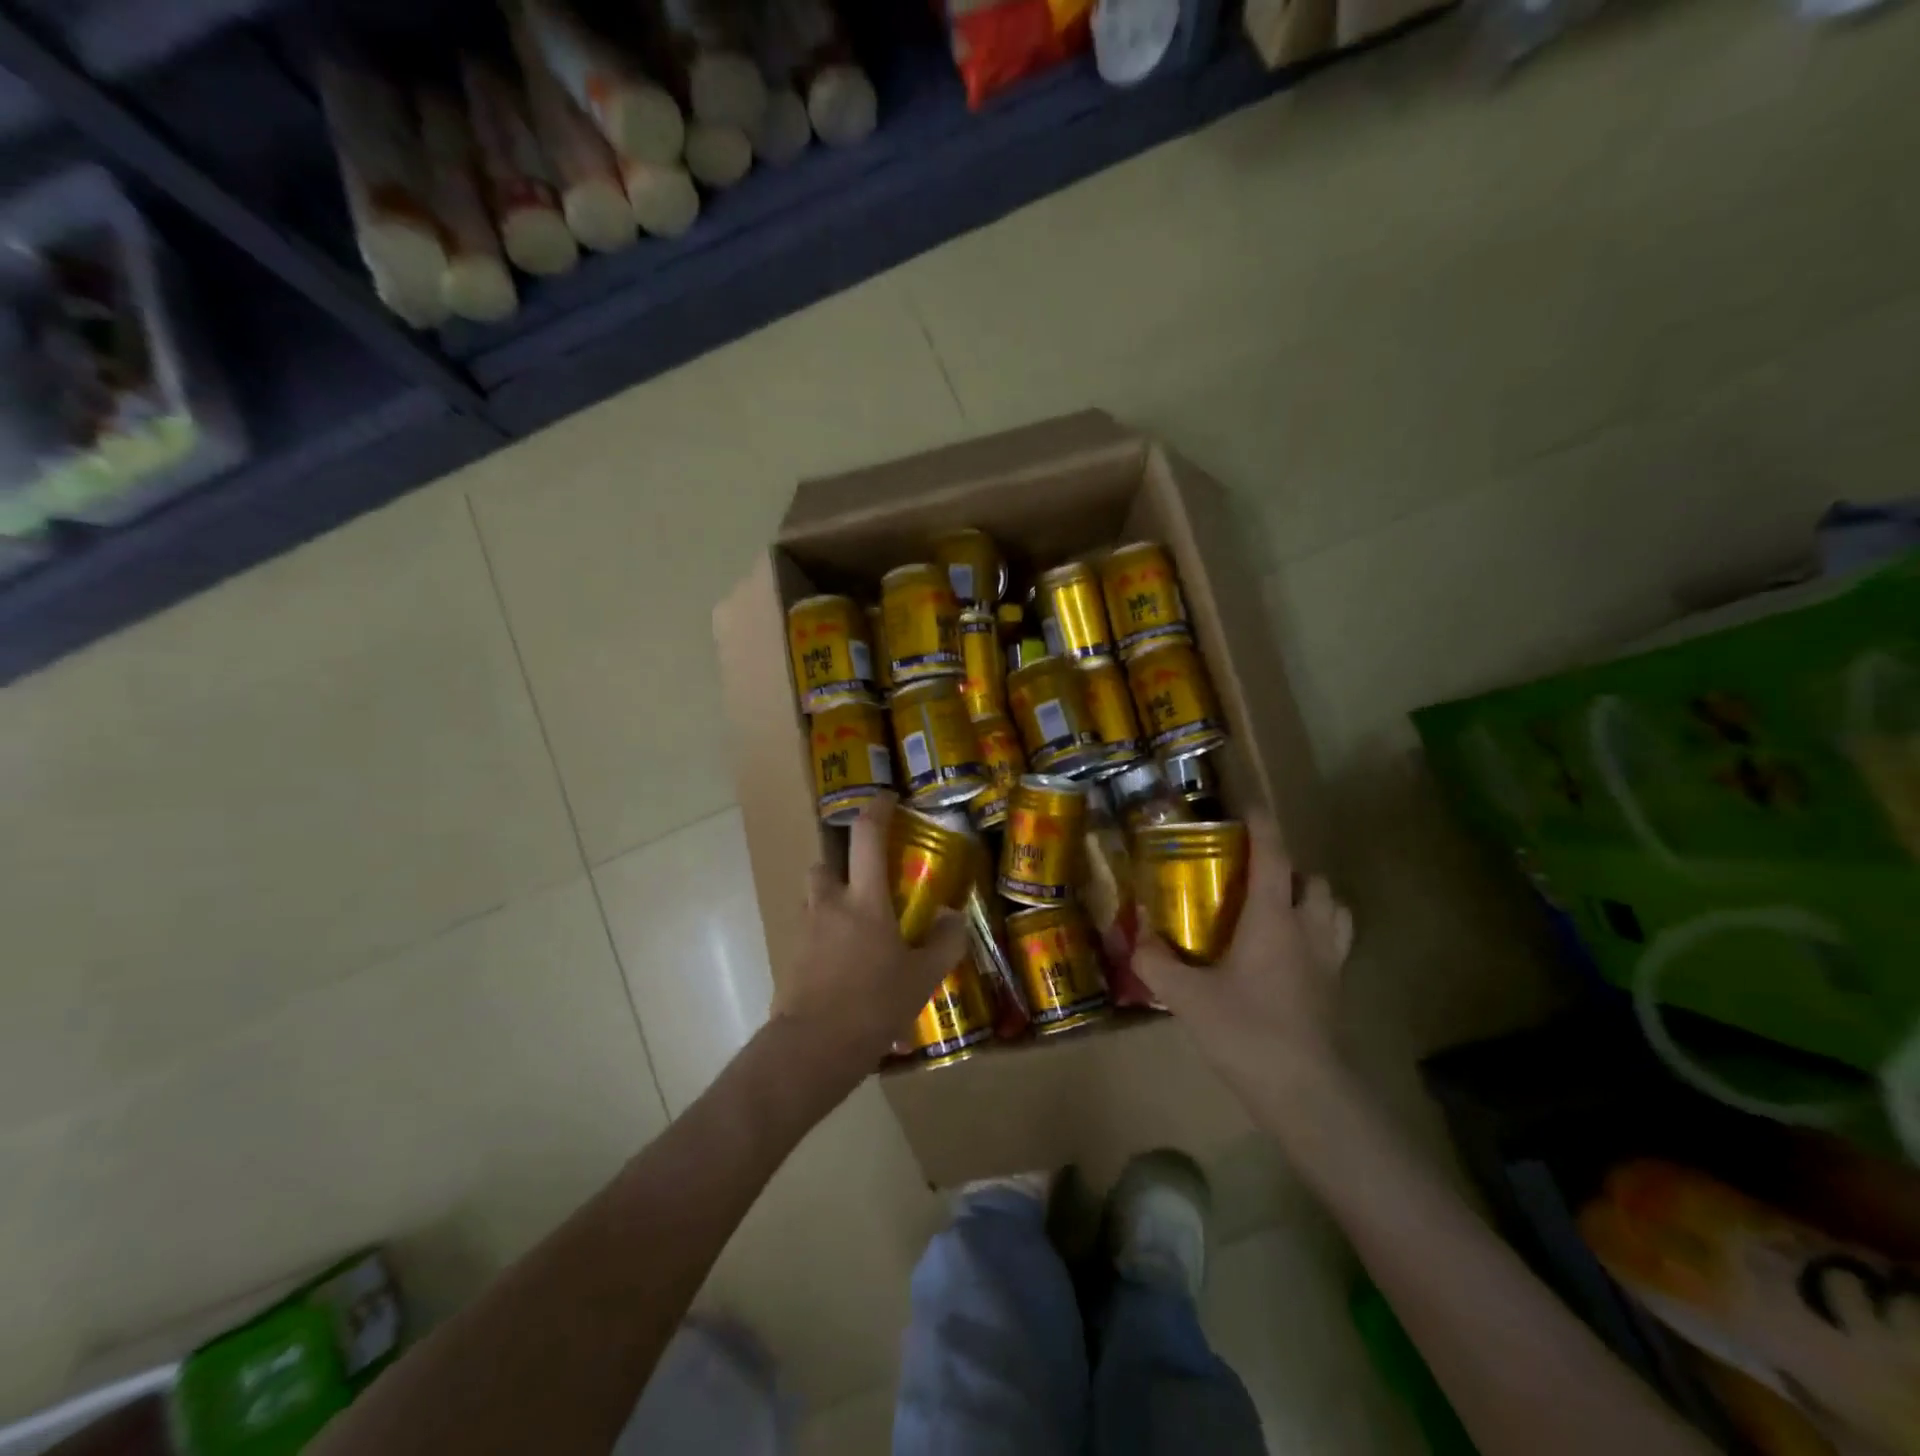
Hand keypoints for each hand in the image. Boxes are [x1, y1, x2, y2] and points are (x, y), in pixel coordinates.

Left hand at [773, 796, 971, 1076]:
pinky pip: (809, 932)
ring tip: (857, 927)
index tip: (886, 798)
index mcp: (863, 900)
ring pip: (814, 898)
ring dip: (831, 900)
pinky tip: (844, 963)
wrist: (813, 1048)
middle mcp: (829, 905)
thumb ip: (943, 943)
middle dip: (842, 864)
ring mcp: (805, 931)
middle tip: (866, 882)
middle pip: (825, 864)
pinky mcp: (791, 958)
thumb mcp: (921, 977)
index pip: (866, 837)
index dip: (876, 809)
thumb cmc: (872, 1005)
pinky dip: (824, 935)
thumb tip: (953, 917)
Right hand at [1134, 814, 1354, 1097]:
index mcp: (1274, 919)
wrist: (1305, 1094)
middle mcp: (1308, 930)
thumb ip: (1155, 962)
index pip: (1274, 856)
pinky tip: (1289, 954)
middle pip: (1312, 880)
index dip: (1262, 825)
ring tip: (1278, 909)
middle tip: (1253, 877)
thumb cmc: (1246, 1032)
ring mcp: (1329, 962)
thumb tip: (1134, 936)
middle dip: (1289, 868)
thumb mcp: (1187, 996)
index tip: (1248, 805)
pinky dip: (1318, 933)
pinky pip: (1334, 944)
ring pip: (1334, 910)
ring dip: (1311, 899)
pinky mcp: (1335, 990)